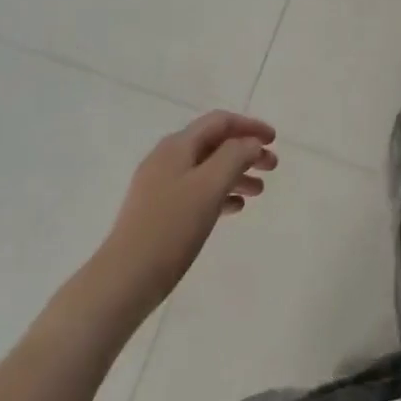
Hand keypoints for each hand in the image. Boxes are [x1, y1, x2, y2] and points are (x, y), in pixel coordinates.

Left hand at [96, 111, 278, 311]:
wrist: (125, 278)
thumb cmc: (171, 227)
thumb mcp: (209, 185)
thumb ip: (235, 156)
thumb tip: (251, 143)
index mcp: (177, 146)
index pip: (219, 122)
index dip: (249, 126)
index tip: (275, 140)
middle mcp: (167, 159)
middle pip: (214, 144)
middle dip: (246, 151)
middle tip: (272, 166)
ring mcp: (160, 186)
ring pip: (207, 169)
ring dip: (236, 174)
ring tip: (259, 191)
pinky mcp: (159, 212)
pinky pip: (197, 192)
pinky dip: (220, 194)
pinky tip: (235, 208)